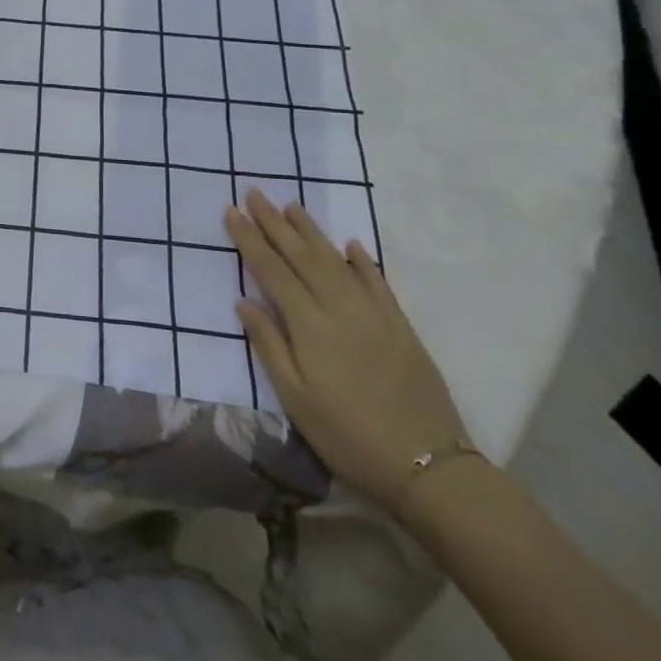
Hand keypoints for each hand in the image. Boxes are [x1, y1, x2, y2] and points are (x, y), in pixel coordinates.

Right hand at [226, 187, 468, 510]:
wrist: (428, 466)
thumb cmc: (347, 435)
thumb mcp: (295, 398)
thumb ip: (269, 345)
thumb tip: (242, 301)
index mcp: (310, 325)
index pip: (272, 270)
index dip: (250, 239)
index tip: (232, 211)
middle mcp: (341, 308)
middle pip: (302, 256)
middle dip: (274, 222)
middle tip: (254, 193)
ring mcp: (374, 314)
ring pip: (336, 261)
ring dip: (311, 231)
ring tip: (292, 206)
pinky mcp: (401, 327)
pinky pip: (378, 282)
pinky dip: (362, 261)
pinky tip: (350, 245)